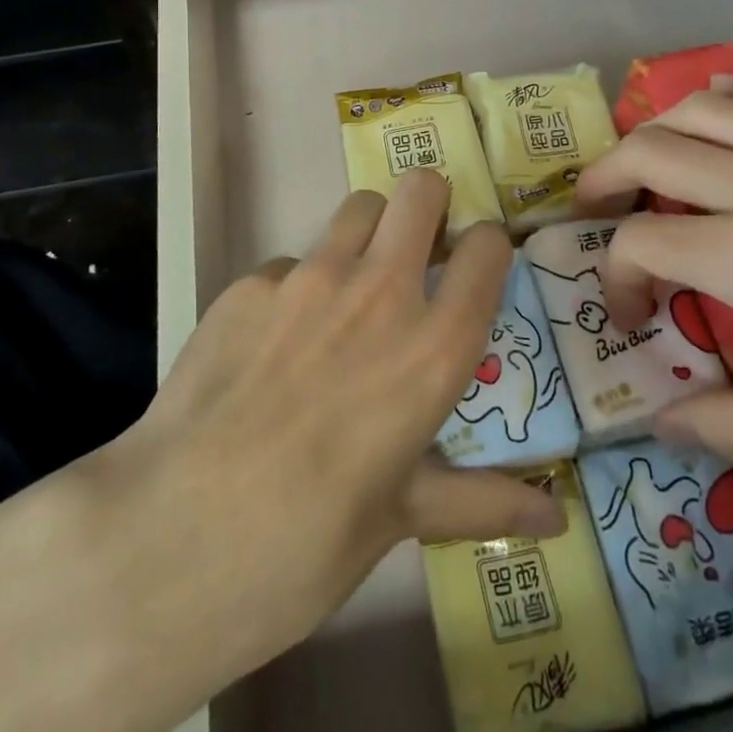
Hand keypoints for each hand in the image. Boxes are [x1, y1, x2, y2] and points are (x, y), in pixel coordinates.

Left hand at [113, 170, 564, 672]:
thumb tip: (557, 519)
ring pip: (357, 208)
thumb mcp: (403, 518)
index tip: (474, 270)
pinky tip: (272, 345)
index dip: (487, 250)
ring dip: (367, 234)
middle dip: (429, 207)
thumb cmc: (308, 541)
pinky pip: (288, 264)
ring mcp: (308, 278)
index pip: (488, 248)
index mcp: (434, 346)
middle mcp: (380, 292)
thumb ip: (483, 501)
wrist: (175, 537)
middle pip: (420, 190)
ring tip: (348, 291)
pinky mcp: (248, 284)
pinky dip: (295, 288)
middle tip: (417, 252)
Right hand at [577, 77, 732, 547]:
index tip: (636, 324)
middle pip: (650, 150)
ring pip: (702, 107)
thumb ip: (728, 427)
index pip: (640, 244)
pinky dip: (727, 101)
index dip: (618, 282)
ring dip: (657, 132)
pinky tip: (726, 125)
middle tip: (595, 215)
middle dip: (604, 182)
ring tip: (649, 167)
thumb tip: (659, 422)